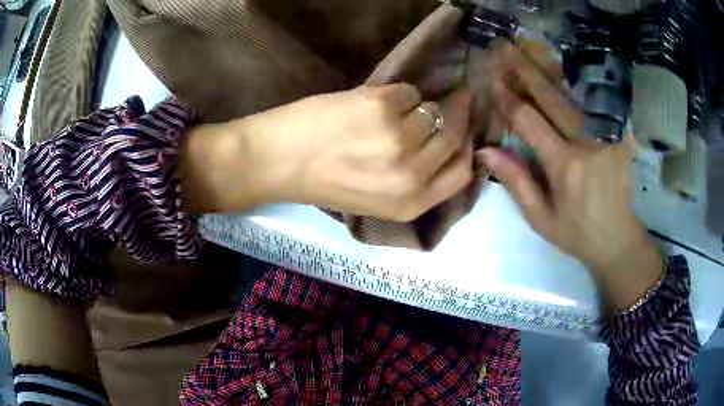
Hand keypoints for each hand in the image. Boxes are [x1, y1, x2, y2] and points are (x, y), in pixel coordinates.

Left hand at [233, 84, 474, 220]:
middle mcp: (412, 174)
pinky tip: (369, 105)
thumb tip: (451, 142)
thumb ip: (418, 181)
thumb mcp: (379, 200)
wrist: (280, 160)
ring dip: (415, 107)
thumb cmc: (326, 182)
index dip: (467, 147)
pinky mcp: (381, 105)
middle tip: (456, 99)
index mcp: (411, 203)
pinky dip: (394, 95)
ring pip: (431, 108)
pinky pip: (407, 91)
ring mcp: (398, 137)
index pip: (463, 172)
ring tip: (386, 113)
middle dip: (456, 115)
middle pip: (454, 135)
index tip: (465, 129)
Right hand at [480, 45, 662, 309]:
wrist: (618, 238)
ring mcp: (607, 135)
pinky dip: (579, 83)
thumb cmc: (576, 232)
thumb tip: (486, 149)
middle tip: (506, 49)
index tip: (493, 78)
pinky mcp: (619, 135)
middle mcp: (587, 143)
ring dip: (550, 70)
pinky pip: (597, 101)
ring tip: (530, 50)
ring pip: (574, 93)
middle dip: (526, 71)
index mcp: (565, 166)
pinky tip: (565, 70)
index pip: (530, 121)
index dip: (509, 97)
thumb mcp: (540, 218)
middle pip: (552, 97)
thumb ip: (516, 181)